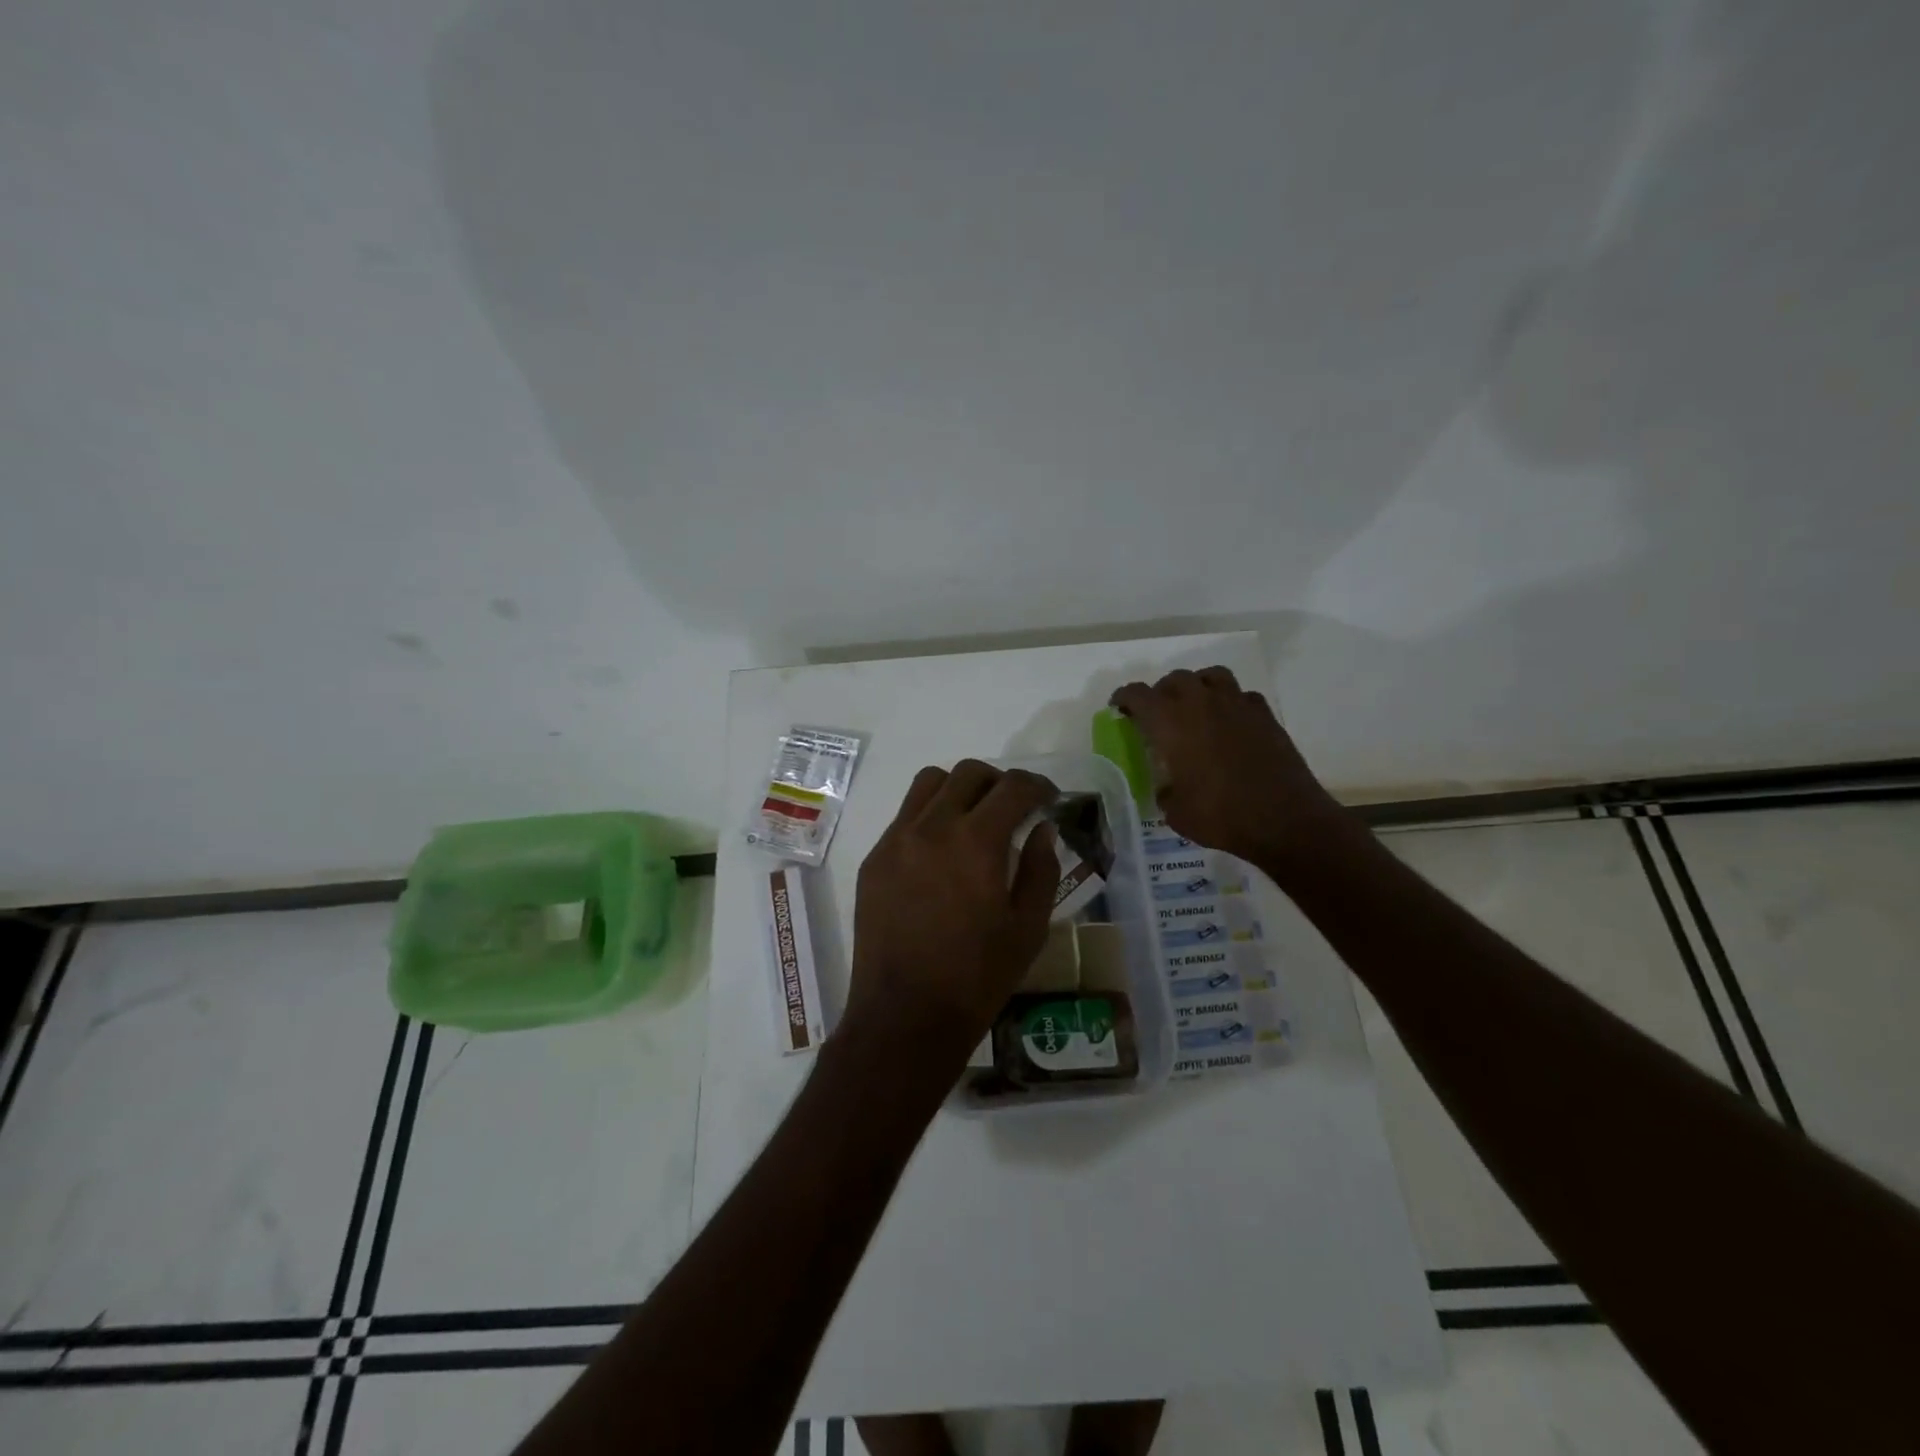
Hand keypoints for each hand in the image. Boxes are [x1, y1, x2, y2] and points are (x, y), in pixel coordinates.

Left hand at [843, 760, 1060, 1059]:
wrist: (905, 1015)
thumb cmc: (977, 977)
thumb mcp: (1028, 927)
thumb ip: (1040, 868)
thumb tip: (1041, 830)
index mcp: (976, 842)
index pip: (1013, 787)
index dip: (1038, 786)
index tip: (1049, 799)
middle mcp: (932, 827)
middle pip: (969, 773)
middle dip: (999, 782)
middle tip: (1014, 808)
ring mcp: (896, 840)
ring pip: (929, 783)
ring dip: (960, 789)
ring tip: (974, 819)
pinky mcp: (875, 859)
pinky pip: (905, 815)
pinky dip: (930, 815)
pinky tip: (941, 851)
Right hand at [1110, 667, 1352, 873]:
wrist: (1285, 820)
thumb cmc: (1221, 816)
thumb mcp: (1176, 812)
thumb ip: (1165, 792)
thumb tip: (1168, 787)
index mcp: (1171, 723)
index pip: (1138, 695)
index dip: (1124, 698)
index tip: (1119, 707)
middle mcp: (1202, 704)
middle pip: (1175, 679)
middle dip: (1161, 692)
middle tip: (1157, 713)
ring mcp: (1237, 705)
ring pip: (1211, 676)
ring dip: (1197, 686)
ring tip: (1194, 707)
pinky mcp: (1265, 715)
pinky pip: (1242, 695)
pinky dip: (1230, 702)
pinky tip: (1229, 722)